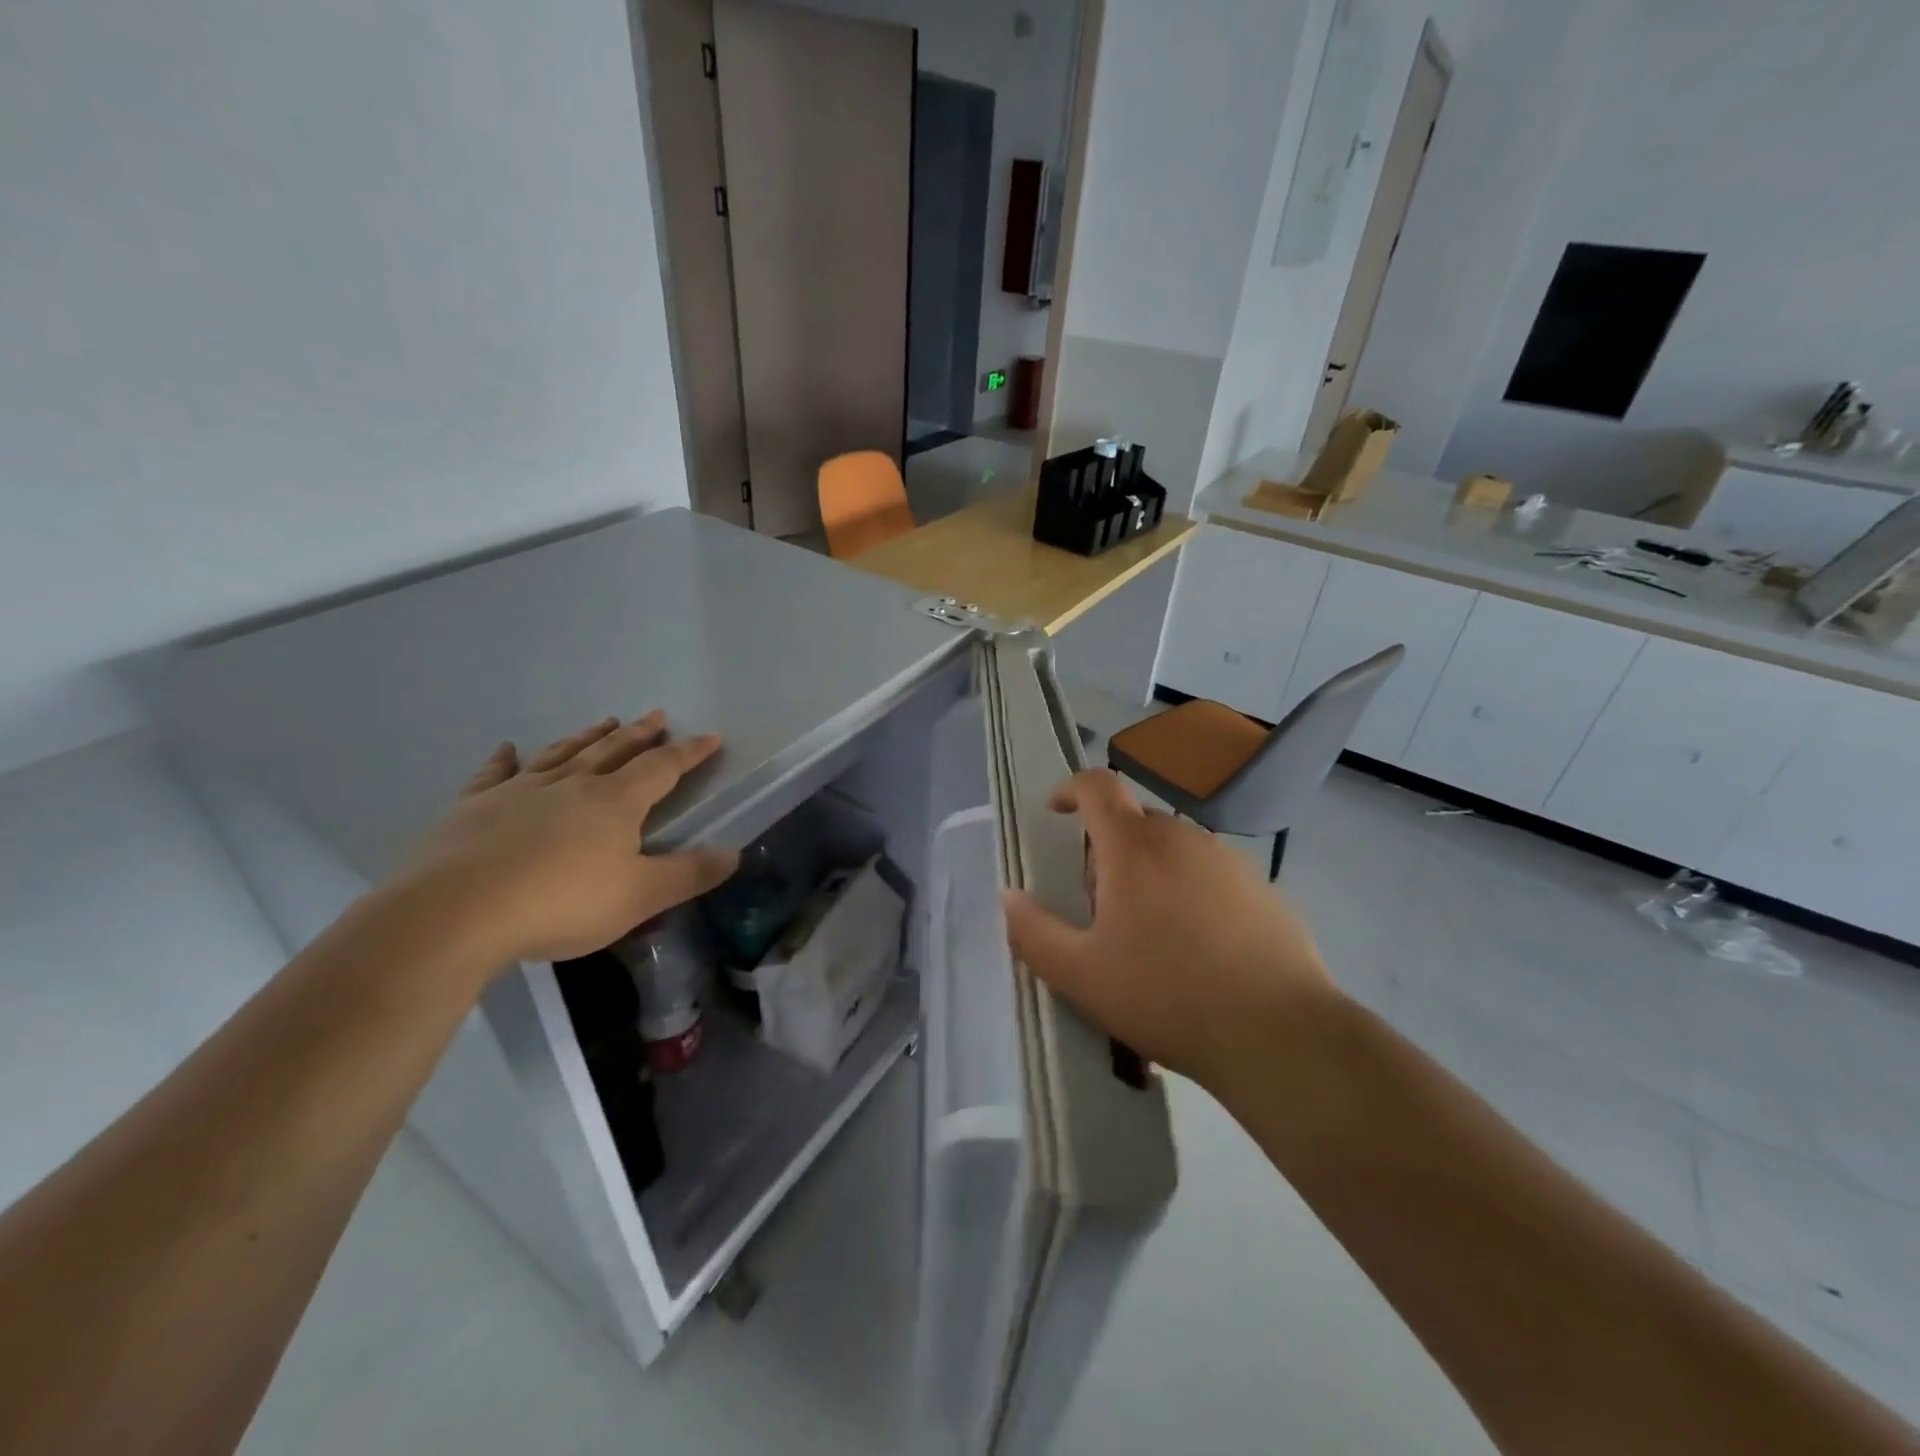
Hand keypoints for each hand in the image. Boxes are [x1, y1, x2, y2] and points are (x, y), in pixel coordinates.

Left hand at [391, 712, 738, 968]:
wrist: (456, 913)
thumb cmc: (561, 903)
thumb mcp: (640, 897)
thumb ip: (689, 875)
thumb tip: (734, 853)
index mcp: (615, 803)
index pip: (662, 768)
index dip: (690, 753)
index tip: (710, 737)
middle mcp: (571, 785)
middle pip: (613, 751)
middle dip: (640, 734)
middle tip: (657, 715)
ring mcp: (519, 792)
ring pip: (562, 754)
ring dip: (587, 737)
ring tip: (604, 721)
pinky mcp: (473, 808)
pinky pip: (495, 775)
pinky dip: (504, 760)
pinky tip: (508, 748)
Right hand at [1000, 769, 1338, 1088]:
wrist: (1277, 1034)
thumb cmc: (1165, 996)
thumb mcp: (1080, 974)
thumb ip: (1033, 931)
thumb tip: (1008, 897)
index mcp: (1134, 847)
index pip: (1097, 786)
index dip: (1069, 789)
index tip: (1054, 812)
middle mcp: (1183, 838)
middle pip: (1134, 821)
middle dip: (1107, 848)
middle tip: (1099, 904)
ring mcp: (1230, 861)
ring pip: (1175, 849)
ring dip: (1150, 871)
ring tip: (1150, 933)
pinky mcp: (1264, 890)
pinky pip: (1212, 875)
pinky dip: (1192, 892)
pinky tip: (1199, 949)